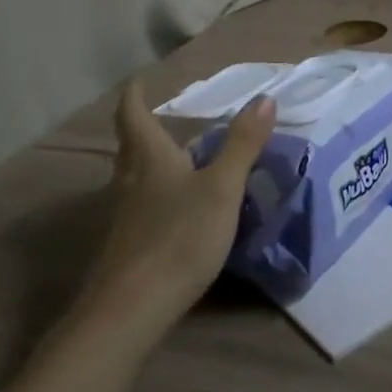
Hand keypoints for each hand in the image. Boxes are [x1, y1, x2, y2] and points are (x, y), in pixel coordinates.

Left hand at [78, 82, 275, 324]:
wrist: (131, 310)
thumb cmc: (179, 238)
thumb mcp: (222, 188)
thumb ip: (243, 145)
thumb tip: (264, 99)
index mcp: (151, 160)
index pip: (133, 117)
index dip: (135, 97)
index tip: (138, 81)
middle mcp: (132, 182)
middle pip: (130, 147)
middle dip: (141, 128)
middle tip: (158, 116)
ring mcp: (126, 217)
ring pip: (134, 177)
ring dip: (149, 161)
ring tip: (174, 157)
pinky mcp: (129, 246)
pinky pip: (142, 205)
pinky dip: (156, 193)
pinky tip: (175, 207)